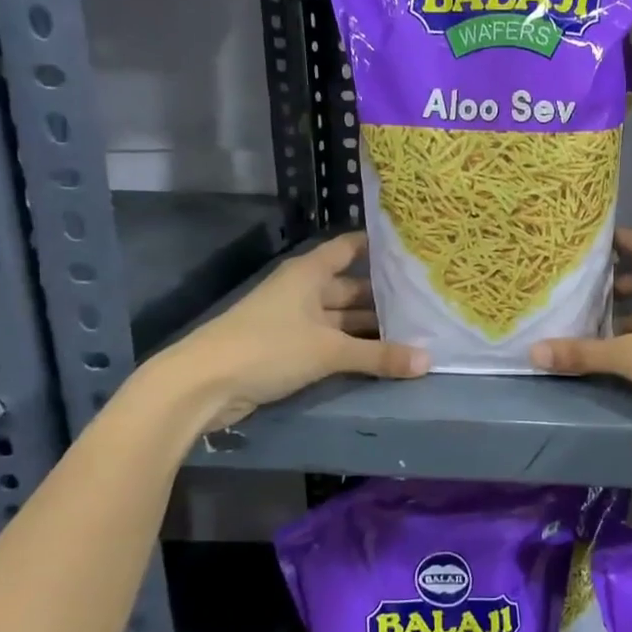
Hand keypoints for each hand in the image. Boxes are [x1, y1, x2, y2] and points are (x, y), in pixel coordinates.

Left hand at [157, 232, 427, 430]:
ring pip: (343, 318)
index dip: (378, 247)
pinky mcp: (289, 348)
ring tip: (415, 330)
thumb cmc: (267, 348)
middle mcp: (304, 290)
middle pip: (351, 287)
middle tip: (427, 300)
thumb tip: (428, 361)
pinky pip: (332, 341)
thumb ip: (379, 355)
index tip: (414, 250)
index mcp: (309, 273)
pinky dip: (355, 347)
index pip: (350, 248)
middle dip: (385, 296)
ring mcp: (295, 320)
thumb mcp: (329, 350)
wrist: (202, 385)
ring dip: (371, 326)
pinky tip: (384, 354)